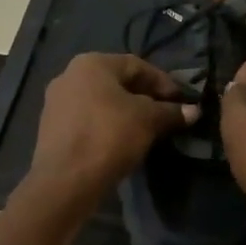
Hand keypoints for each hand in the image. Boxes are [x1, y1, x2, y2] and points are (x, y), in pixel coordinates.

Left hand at [23, 53, 196, 214]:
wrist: (65, 181)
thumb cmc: (109, 136)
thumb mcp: (148, 120)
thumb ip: (171, 112)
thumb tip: (194, 111)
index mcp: (91, 63)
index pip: (137, 65)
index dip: (163, 82)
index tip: (181, 101)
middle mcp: (69, 75)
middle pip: (117, 82)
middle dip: (145, 98)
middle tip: (166, 116)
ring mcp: (56, 102)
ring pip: (102, 102)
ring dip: (126, 113)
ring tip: (147, 131)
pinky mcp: (51, 129)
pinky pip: (88, 120)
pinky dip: (107, 126)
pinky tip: (122, 143)